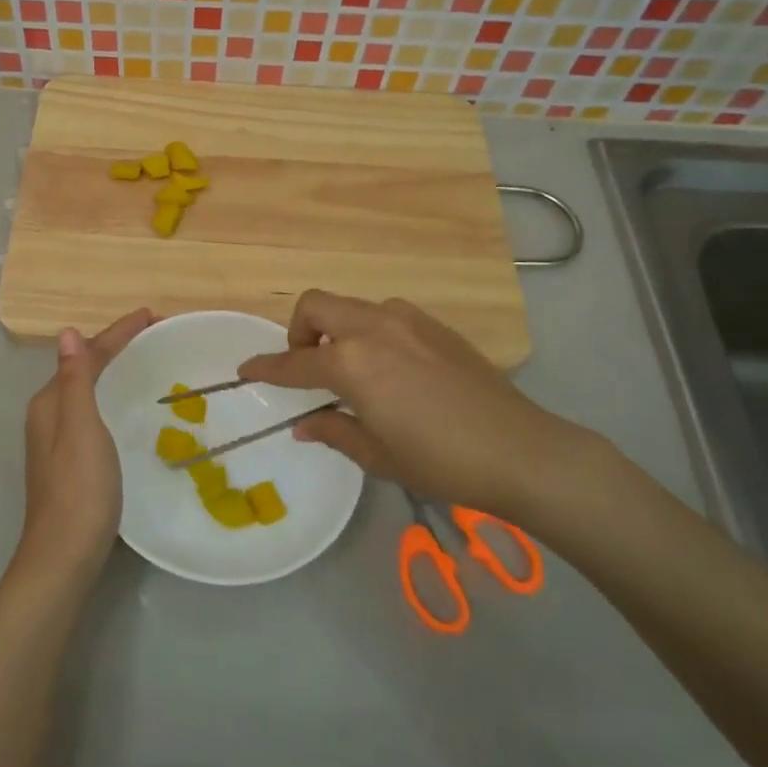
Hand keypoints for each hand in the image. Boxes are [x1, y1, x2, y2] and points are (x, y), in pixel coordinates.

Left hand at [19, 308, 152, 577]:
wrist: (64, 554)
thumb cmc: (78, 488)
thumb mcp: (81, 427)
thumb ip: (75, 380)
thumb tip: (68, 332)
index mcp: (50, 402)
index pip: (87, 354)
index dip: (118, 333)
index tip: (152, 316)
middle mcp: (49, 415)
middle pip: (84, 368)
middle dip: (116, 346)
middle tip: (154, 334)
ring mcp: (57, 440)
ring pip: (87, 390)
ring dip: (113, 369)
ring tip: (144, 359)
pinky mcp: (70, 461)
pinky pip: (93, 411)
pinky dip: (112, 395)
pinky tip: (127, 406)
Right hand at [238, 291, 611, 520]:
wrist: (521, 449)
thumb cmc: (440, 460)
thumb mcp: (378, 454)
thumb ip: (334, 431)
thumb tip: (304, 425)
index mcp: (352, 362)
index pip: (294, 361)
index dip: (266, 367)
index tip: (246, 369)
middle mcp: (373, 328)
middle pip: (316, 306)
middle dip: (299, 331)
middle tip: (308, 366)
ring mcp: (407, 320)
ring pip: (352, 306)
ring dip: (338, 329)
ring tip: (352, 368)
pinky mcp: (435, 325)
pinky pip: (386, 314)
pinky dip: (370, 331)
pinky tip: (391, 367)